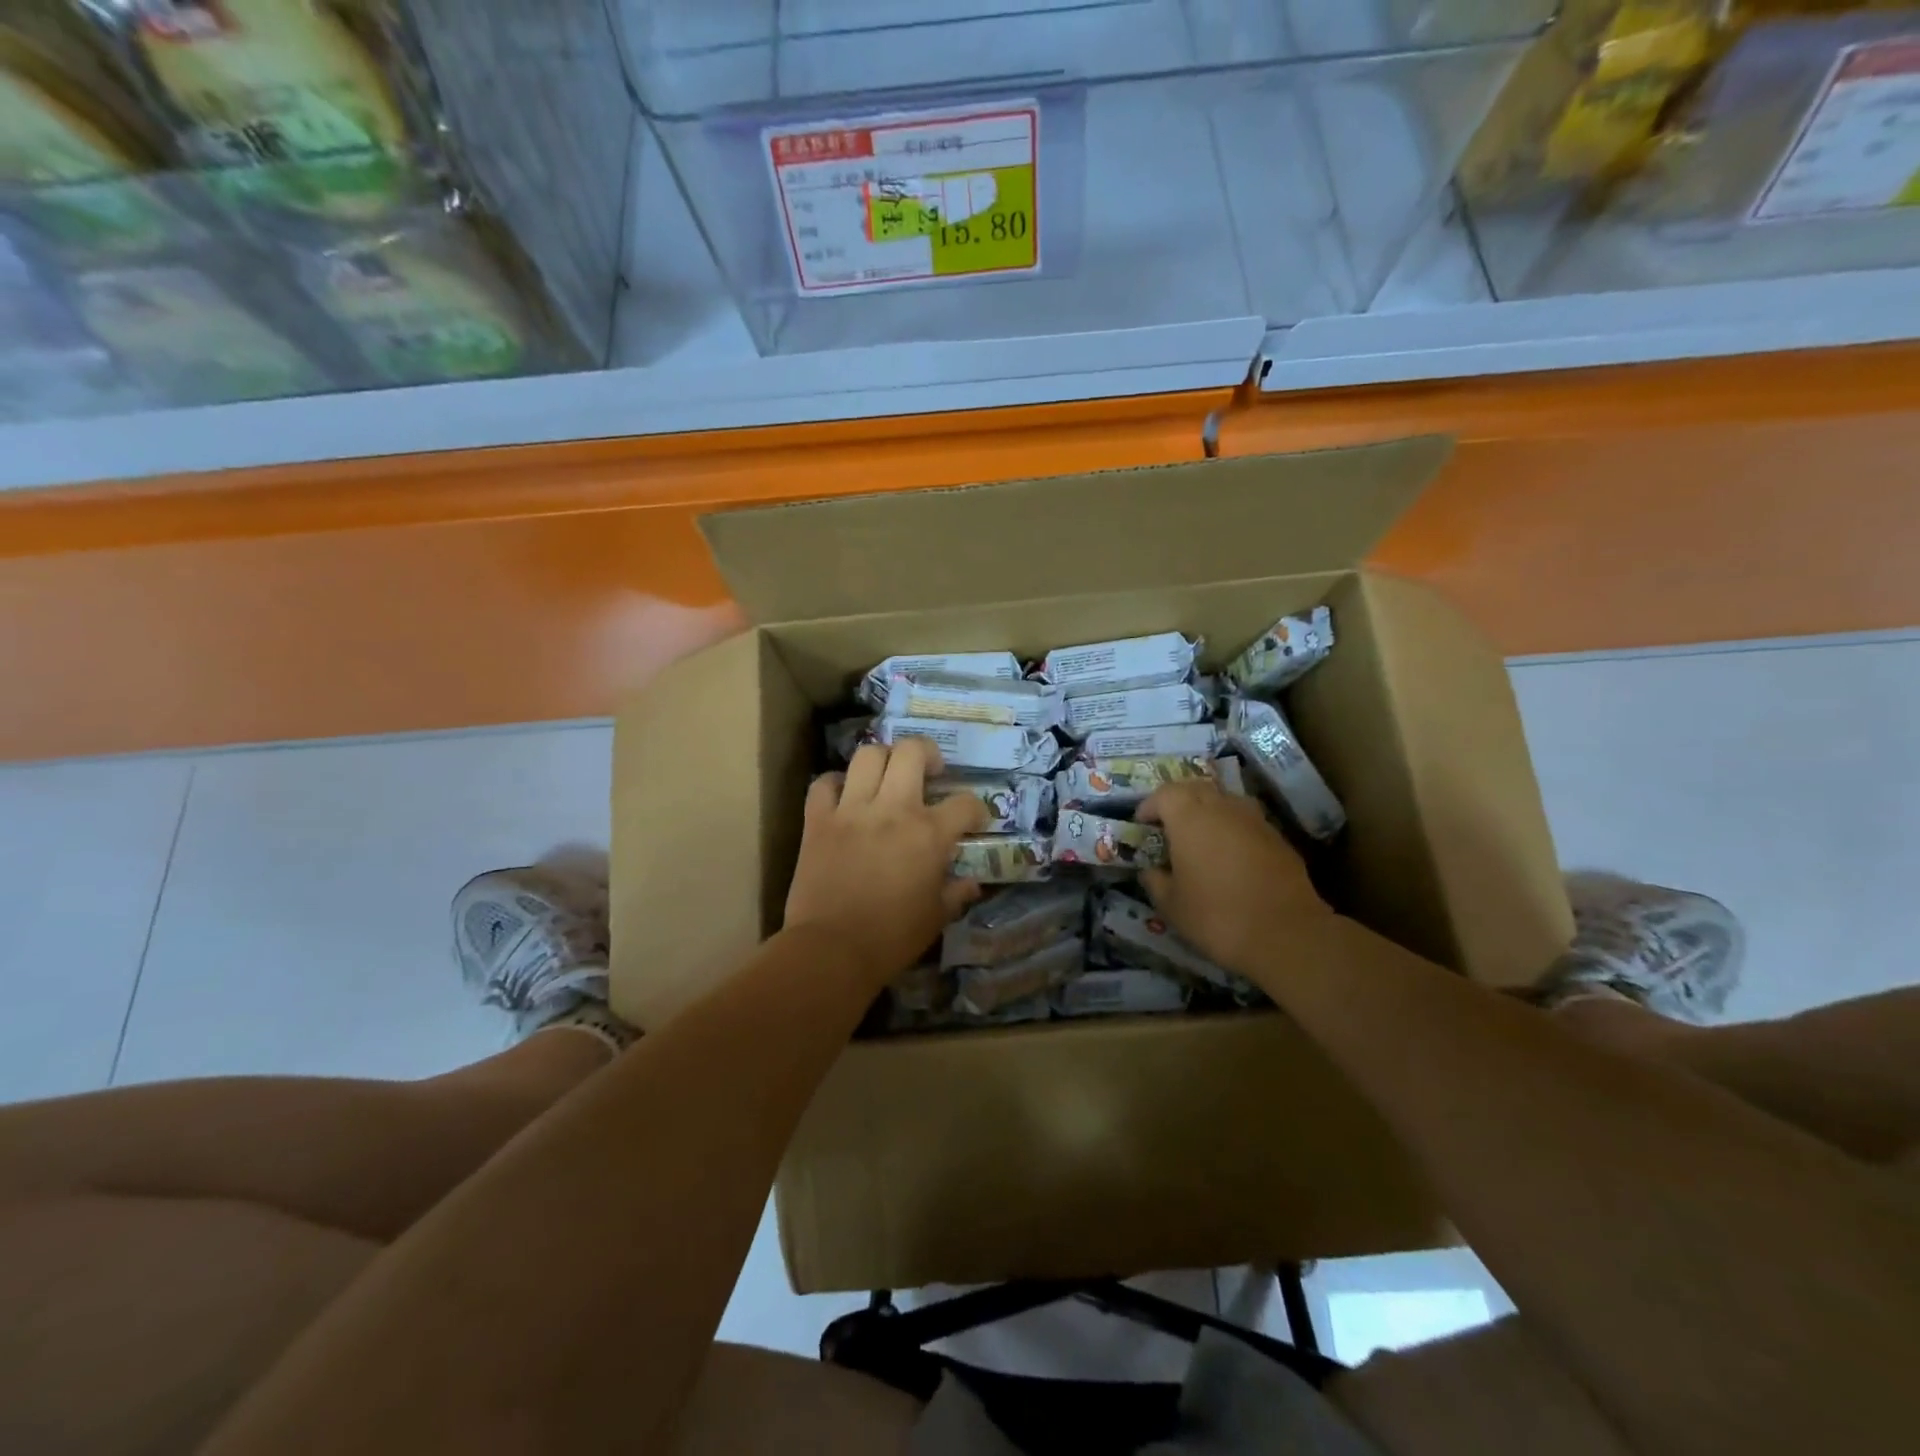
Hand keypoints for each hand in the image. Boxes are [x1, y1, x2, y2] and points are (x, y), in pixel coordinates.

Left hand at [784, 738, 987, 983]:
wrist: (832, 950)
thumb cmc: (892, 938)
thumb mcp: (936, 918)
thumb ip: (956, 893)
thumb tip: (971, 883)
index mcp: (929, 833)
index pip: (965, 803)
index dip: (976, 809)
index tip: (973, 820)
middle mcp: (893, 809)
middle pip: (912, 752)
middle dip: (927, 753)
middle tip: (931, 771)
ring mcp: (851, 810)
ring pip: (868, 755)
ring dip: (883, 759)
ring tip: (888, 775)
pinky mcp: (818, 820)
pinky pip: (824, 784)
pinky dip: (835, 784)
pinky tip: (844, 795)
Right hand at [1137, 780, 1332, 976]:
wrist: (1286, 934)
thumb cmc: (1216, 916)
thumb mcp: (1171, 905)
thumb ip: (1156, 881)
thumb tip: (1150, 871)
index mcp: (1189, 817)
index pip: (1163, 794)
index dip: (1149, 806)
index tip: (1141, 824)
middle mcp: (1222, 807)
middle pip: (1195, 788)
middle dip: (1178, 802)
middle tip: (1168, 825)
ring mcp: (1254, 819)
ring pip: (1224, 801)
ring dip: (1208, 811)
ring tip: (1200, 837)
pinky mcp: (1277, 837)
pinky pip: (1246, 821)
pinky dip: (1232, 829)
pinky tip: (1230, 855)